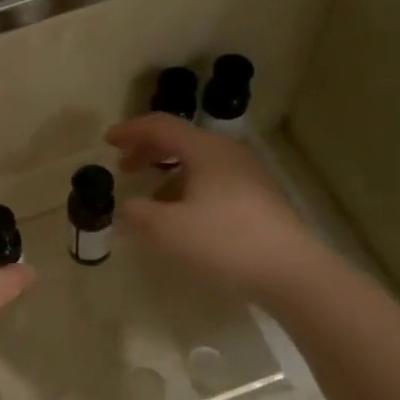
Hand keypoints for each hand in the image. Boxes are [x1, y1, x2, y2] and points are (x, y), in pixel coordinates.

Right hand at [106, 115, 312, 298]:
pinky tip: (184, 218)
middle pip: (182, 141)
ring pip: (199, 164)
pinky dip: (189, 189)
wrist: (291, 272)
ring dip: (169, 174)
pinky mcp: (259, 200)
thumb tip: (128, 207)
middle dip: (148, 151)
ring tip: (151, 199)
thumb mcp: (168, 230)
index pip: (161, 126)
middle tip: (124, 167)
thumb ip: (138, 214)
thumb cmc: (225, 242)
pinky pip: (214, 182)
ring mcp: (249, 177)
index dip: (131, 131)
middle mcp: (229, 155)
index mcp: (206, 151)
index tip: (108, 140)